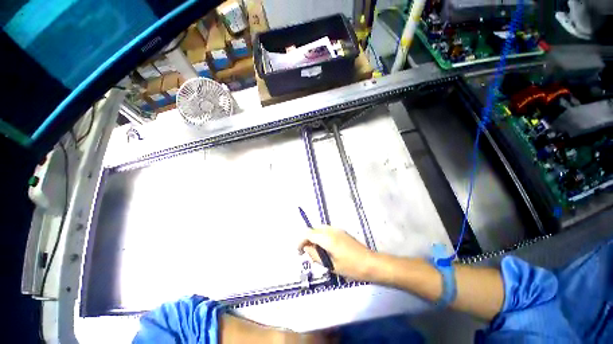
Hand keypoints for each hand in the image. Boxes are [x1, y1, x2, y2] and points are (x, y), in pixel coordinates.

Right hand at [298, 226, 376, 280]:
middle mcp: (331, 230)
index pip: (308, 233)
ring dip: (315, 238)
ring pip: (320, 230)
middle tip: (308, 254)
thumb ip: (316, 255)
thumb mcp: (331, 265)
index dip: (300, 241)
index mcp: (327, 237)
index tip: (299, 252)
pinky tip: (326, 249)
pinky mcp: (342, 232)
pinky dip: (322, 237)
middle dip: (308, 240)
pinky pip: (327, 231)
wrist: (370, 263)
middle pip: (313, 230)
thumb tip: (307, 248)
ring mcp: (337, 230)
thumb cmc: (351, 267)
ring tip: (317, 252)